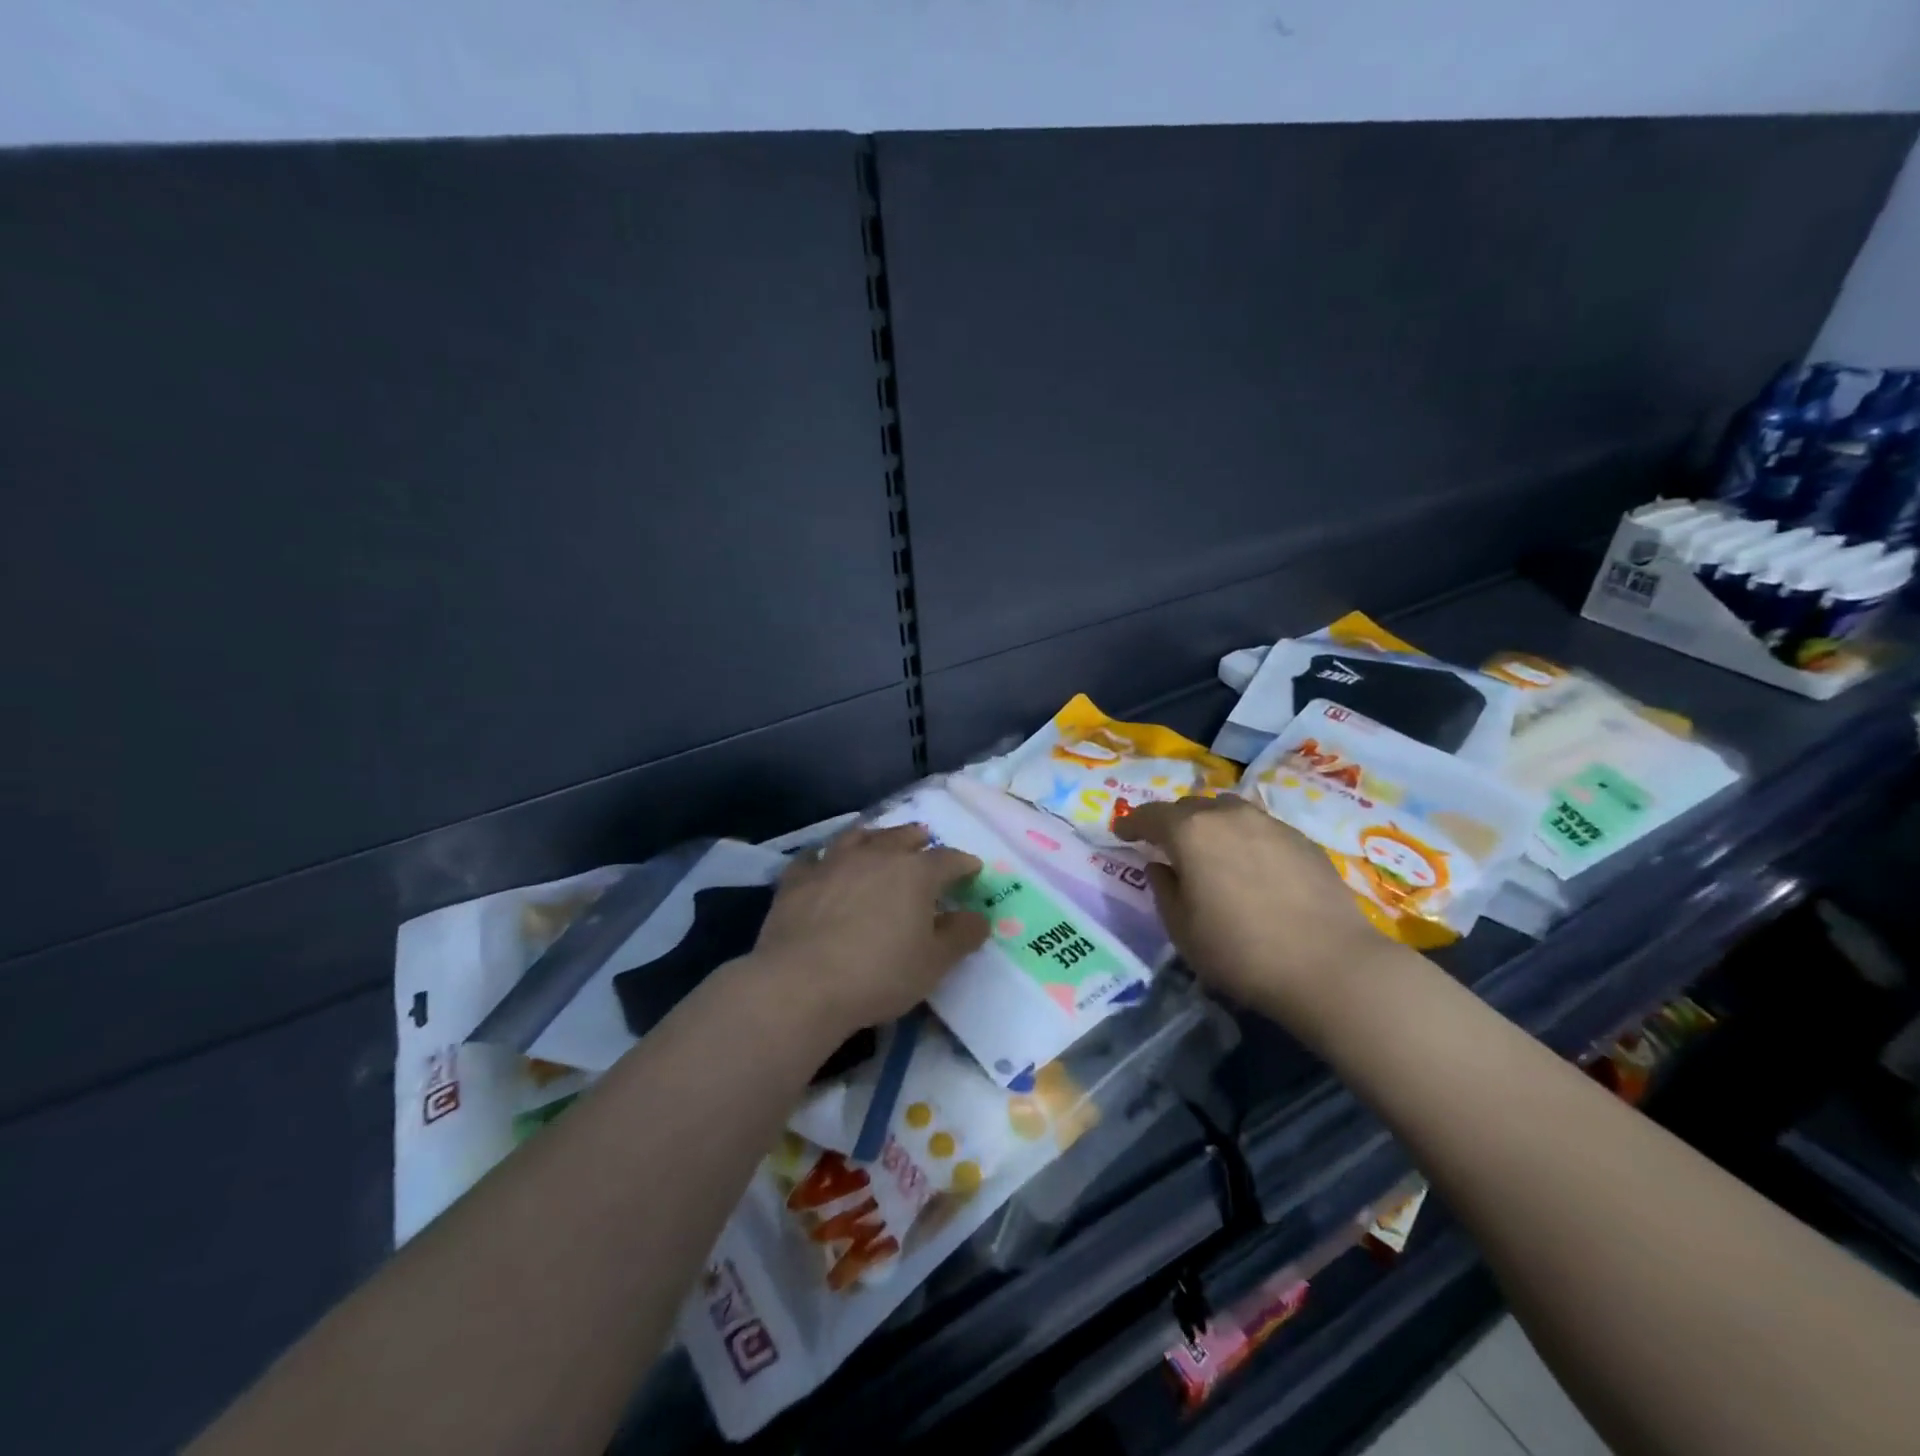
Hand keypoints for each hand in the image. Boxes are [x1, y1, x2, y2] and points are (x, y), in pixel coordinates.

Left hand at [751, 824, 989, 1036]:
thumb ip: (961, 936)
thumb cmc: (879, 974)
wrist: (801, 984)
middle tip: (925, 840)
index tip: (972, 869)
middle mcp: (875, 856)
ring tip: (878, 838)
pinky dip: (822, 856)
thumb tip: (979, 917)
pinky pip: (812, 857)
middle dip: (917, 839)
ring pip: (857, 837)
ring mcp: (833, 863)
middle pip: (901, 837)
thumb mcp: (934, 963)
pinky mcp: (797, 879)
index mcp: (915, 873)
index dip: (963, 864)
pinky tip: (822, 860)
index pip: (948, 860)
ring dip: (873, 836)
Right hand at [1115, 796, 1391, 1020]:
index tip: (1121, 834)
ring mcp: (1270, 823)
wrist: (1330, 965)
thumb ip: (1164, 891)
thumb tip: (1161, 866)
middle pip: (1190, 807)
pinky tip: (1251, 866)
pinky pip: (1260, 827)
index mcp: (1191, 832)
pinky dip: (1244, 838)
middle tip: (1165, 844)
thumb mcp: (1183, 930)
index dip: (1131, 824)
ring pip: (1228, 811)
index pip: (1150, 816)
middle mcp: (1228, 815)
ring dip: (1210, 825)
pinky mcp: (1302, 840)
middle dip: (1172, 822)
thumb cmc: (1241, 951)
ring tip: (1210, 850)